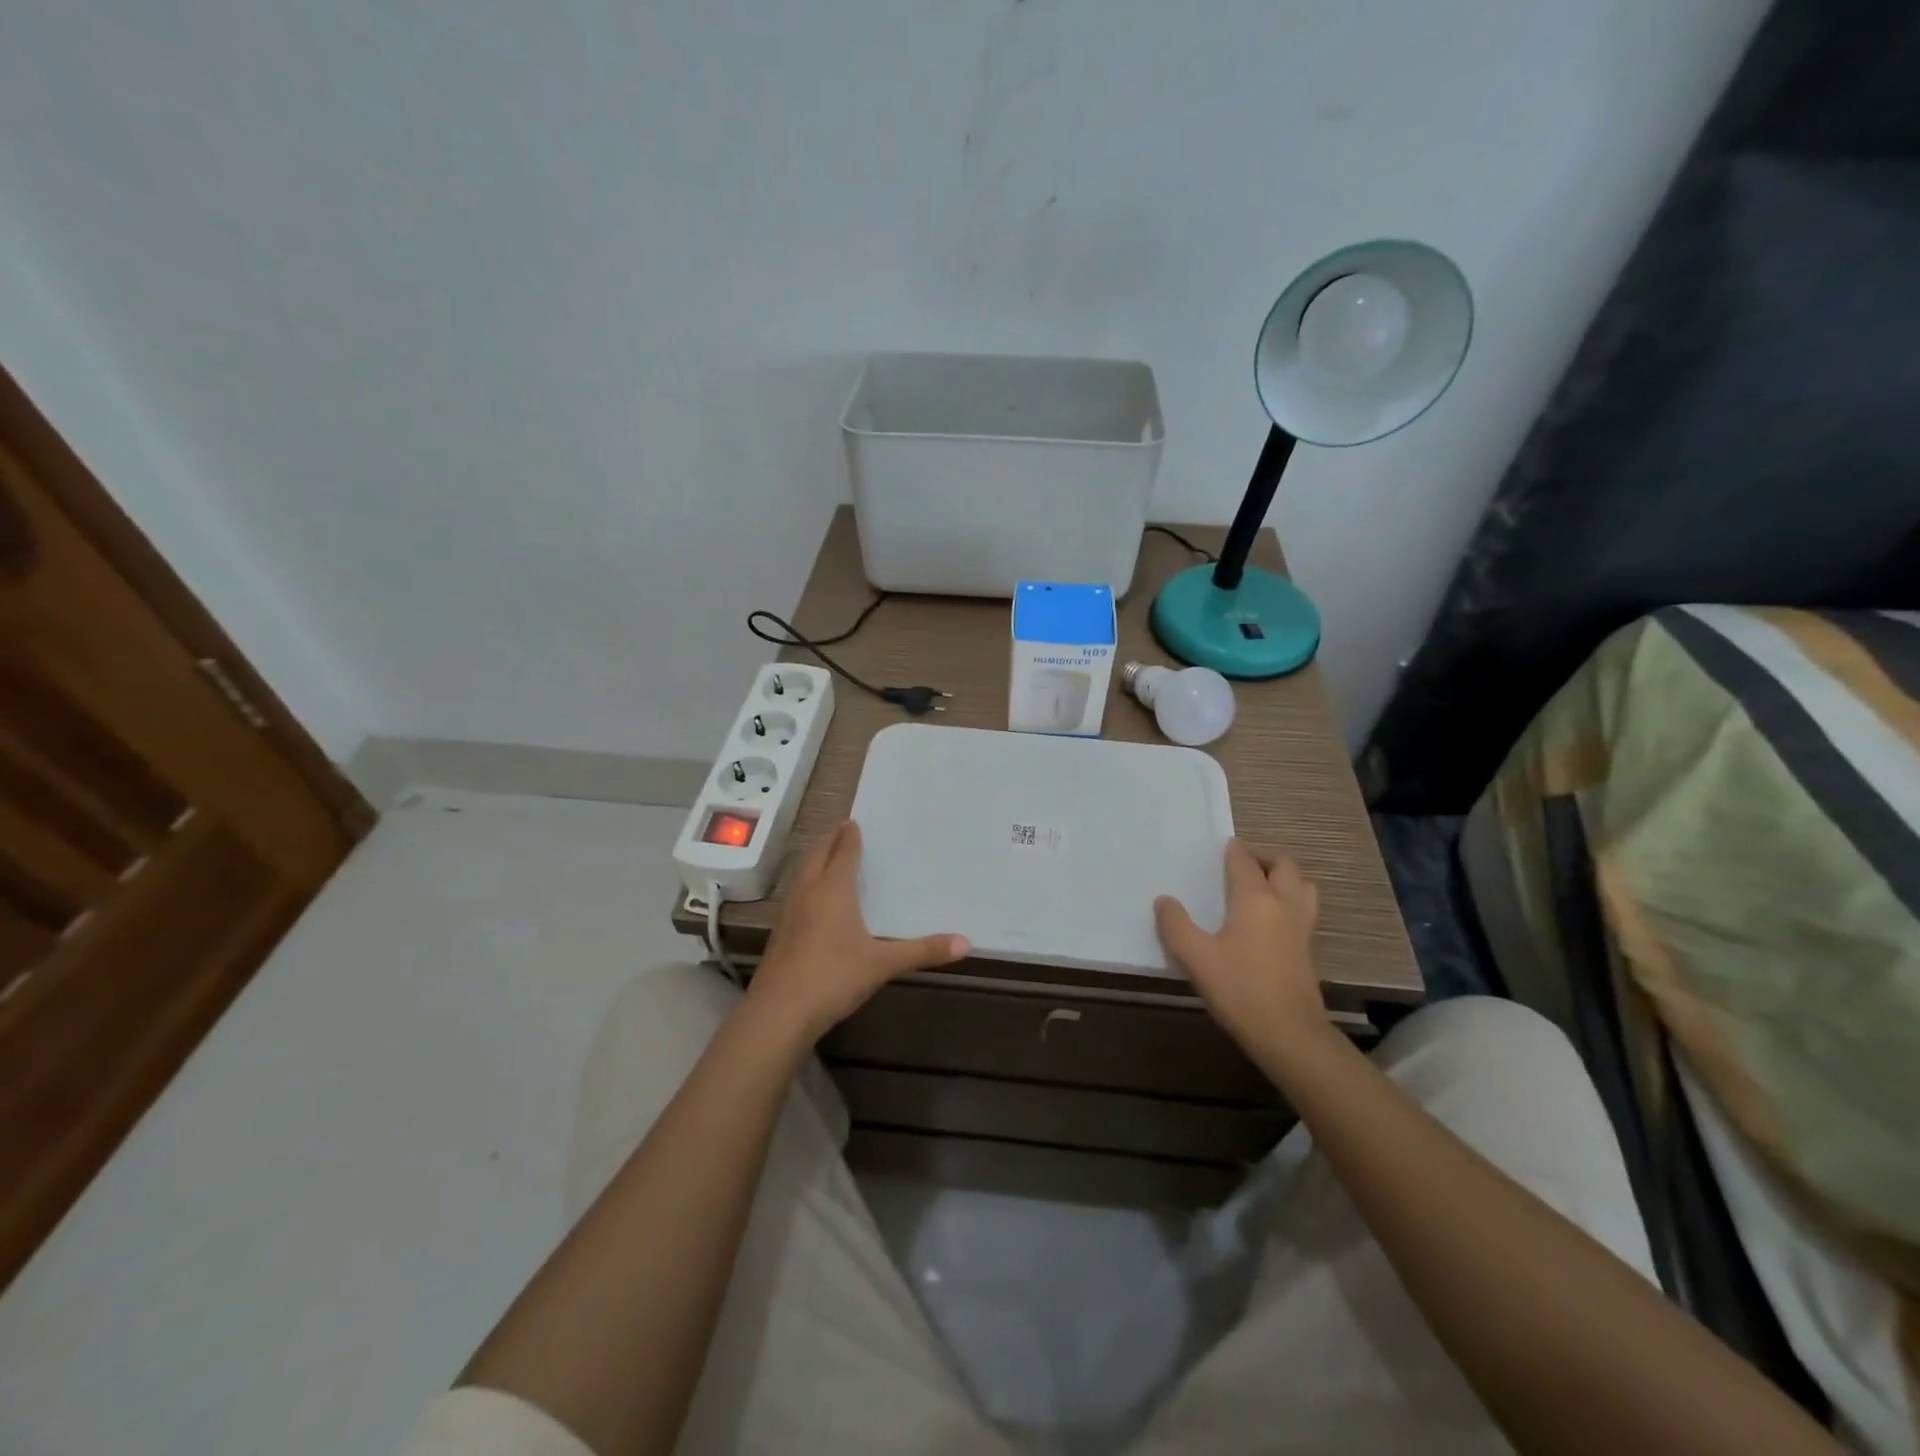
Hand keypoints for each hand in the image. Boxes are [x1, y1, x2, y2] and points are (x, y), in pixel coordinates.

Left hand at [747, 821, 969, 1041]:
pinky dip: (806, 883)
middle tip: (841, 830)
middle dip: (829, 840)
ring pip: (802, 874)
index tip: (854, 822)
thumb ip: (923, 951)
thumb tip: (966, 943)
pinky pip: (795, 894)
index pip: (842, 852)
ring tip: (826, 857)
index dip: (849, 836)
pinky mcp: (780, 933)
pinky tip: (812, 900)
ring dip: (814, 860)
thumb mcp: (883, 964)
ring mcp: (789, 912)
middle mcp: (808, 892)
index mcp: (833, 889)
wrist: (780, 1011)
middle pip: (817, 855)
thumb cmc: (834, 976)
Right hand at [1154, 839, 1326, 1056]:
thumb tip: (1164, 901)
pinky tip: (1270, 921)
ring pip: (1302, 886)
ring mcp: (1301, 927)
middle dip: (1265, 859)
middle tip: (1243, 866)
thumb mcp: (1196, 957)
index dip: (1234, 850)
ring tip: (1262, 888)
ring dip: (1285, 879)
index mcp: (1255, 898)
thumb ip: (1176, 925)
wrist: (1289, 1034)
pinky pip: (1303, 909)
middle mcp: (1283, 904)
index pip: (1245, 861)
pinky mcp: (1308, 950)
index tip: (1224, 846)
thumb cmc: (1239, 989)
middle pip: (1284, 866)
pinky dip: (1290, 901)